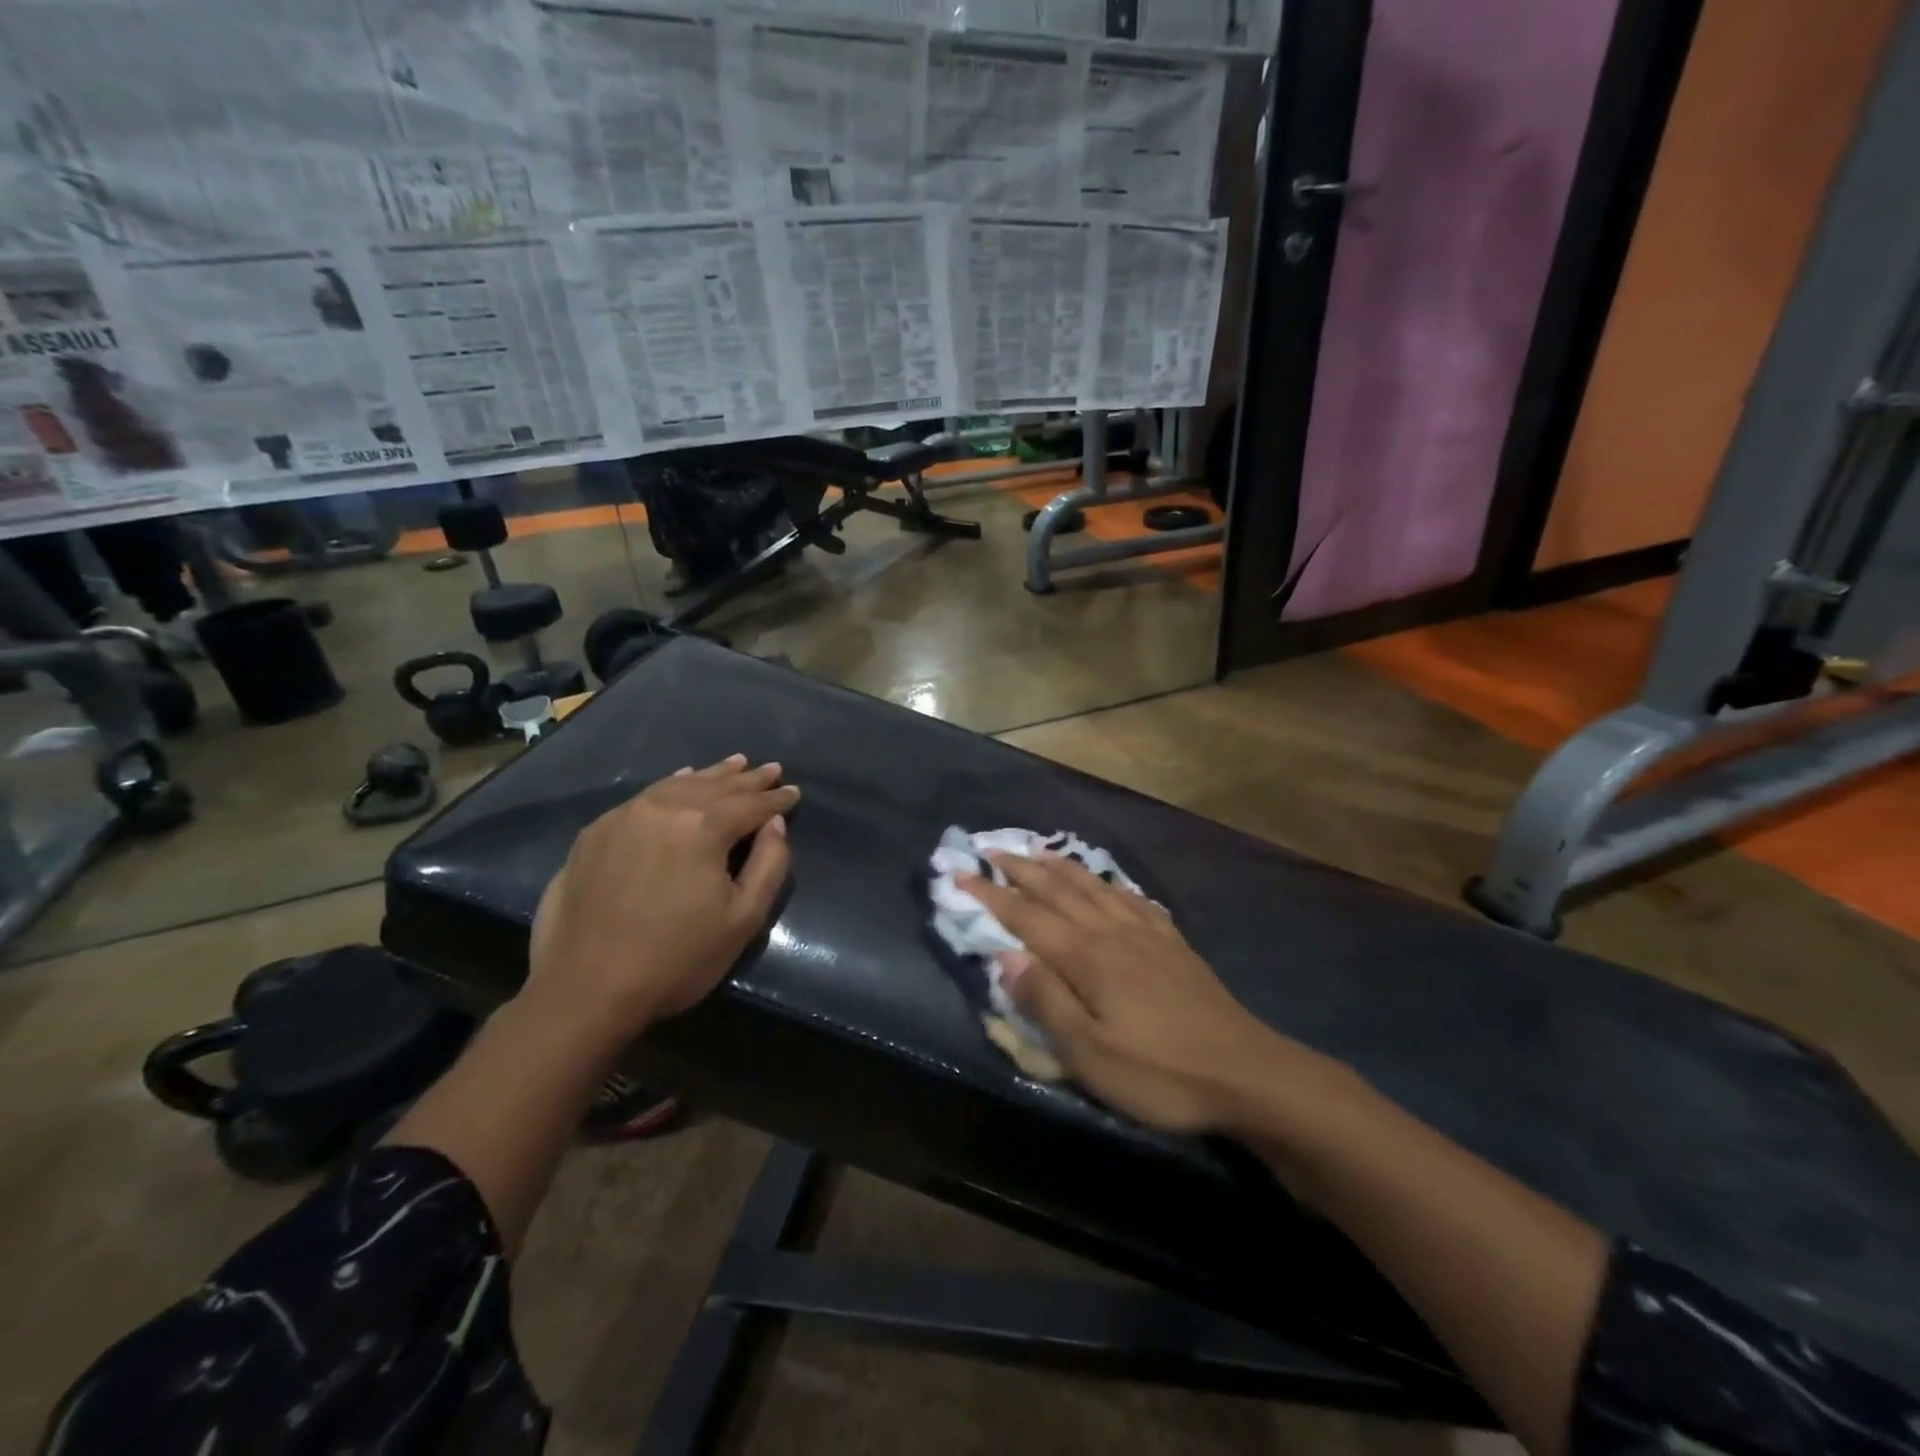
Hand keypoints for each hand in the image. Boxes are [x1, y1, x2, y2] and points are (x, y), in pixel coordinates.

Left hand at [526, 755, 799, 1039]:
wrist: (584, 989)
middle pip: (716, 787)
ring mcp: (624, 817)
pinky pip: (644, 797)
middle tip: (771, 769)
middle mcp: (663, 808)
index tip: (795, 791)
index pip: (751, 804)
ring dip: (711, 776)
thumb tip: (774, 823)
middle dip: (747, 779)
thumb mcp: (743, 919)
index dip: (776, 798)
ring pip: (678, 785)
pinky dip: (672, 785)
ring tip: (734, 764)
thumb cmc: (676, 958)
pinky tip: (680, 781)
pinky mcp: (594, 833)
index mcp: (703, 827)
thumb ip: (769, 864)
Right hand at [959, 853, 1335, 1133]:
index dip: (991, 895)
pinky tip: (1109, 883)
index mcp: (1087, 958)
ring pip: (1095, 888)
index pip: (1027, 917)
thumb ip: (1046, 1001)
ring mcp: (1147, 935)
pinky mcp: (1173, 945)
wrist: (1247, 1072)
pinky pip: (1133, 900)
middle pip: (1059, 891)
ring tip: (1040, 850)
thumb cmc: (1160, 1072)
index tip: (961, 874)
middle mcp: (1112, 933)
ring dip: (1062, 867)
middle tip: (992, 850)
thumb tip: (1005, 956)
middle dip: (1021, 870)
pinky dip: (1111, 884)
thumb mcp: (1090, 1054)